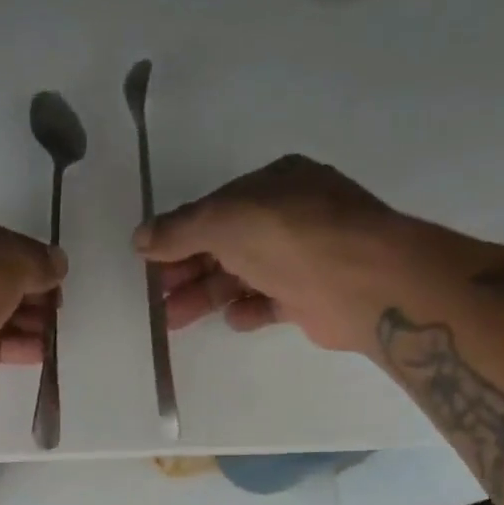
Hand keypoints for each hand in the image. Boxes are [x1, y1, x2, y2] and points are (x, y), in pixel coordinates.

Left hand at [0, 195, 64, 414]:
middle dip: (26, 294)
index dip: (26, 256)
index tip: (53, 277)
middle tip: (56, 310)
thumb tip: (58, 263)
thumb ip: (39, 261)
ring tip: (53, 336)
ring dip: (20, 322)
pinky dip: (6, 344)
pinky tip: (39, 353)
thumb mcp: (11, 261)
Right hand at [134, 156, 503, 355]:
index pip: (214, 210)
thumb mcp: (224, 220)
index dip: (179, 236)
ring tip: (174, 320)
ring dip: (207, 296)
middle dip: (187, 271)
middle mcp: (289, 216)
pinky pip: (271, 302)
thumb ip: (180, 229)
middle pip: (225, 245)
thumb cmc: (290, 236)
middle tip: (156, 299)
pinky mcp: (312, 296)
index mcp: (273, 184)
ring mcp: (303, 257)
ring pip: (243, 276)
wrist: (363, 281)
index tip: (149, 264)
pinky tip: (232, 320)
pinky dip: (249, 310)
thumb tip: (139, 238)